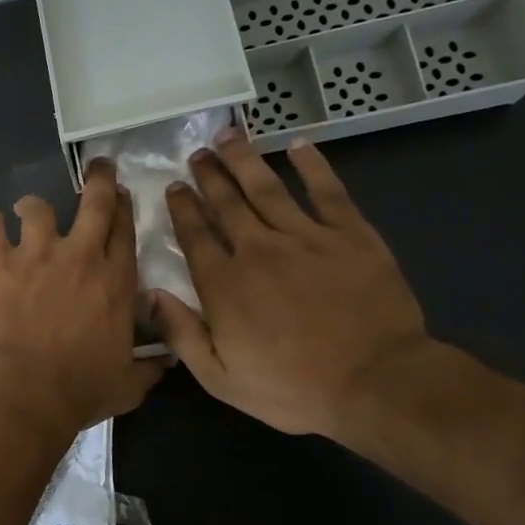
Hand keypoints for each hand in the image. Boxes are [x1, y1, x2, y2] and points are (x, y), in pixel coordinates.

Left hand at [0, 158, 166, 432]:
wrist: (27, 389)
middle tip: (97, 167)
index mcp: (116, 281)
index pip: (125, 230)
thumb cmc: (81, 389)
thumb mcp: (129, 384)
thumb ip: (149, 367)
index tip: (121, 195)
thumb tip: (167, 360)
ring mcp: (37, 253)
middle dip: (98, 179)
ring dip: (33, 205)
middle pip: (94, 202)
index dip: (123, 208)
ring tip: (25, 209)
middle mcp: (81, 256)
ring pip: (37, 207)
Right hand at [149, 128, 429, 437]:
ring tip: (230, 137)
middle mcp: (258, 250)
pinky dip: (313, 166)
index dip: (182, 208)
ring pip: (267, 189)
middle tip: (197, 154)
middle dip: (208, 176)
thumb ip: (180, 334)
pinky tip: (299, 146)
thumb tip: (148, 295)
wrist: (377, 383)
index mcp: (223, 284)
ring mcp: (306, 238)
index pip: (195, 235)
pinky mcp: (351, 236)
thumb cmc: (292, 388)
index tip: (173, 187)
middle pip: (226, 203)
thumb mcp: (220, 378)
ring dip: (245, 160)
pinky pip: (327, 191)